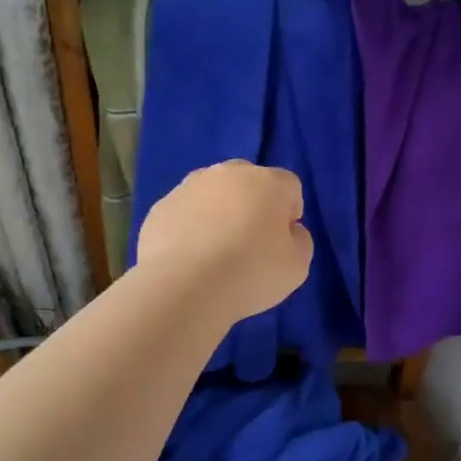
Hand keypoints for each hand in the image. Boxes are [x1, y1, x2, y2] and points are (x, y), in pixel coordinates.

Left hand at [135, 160, 313, 323]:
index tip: (281, 240)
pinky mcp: (161, 207)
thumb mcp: (297, 266)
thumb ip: (300, 240)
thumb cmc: (250, 273)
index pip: (289, 186)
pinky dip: (189, 227)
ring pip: (212, 193)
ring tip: (214, 251)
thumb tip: (289, 230)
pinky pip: (184, 212)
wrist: (184, 286)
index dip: (289, 212)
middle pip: (248, 181)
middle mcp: (227, 174)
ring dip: (218, 212)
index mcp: (266, 182)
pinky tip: (189, 257)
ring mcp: (189, 187)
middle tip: (249, 242)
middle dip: (252, 204)